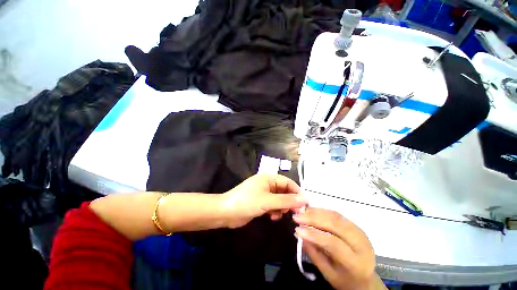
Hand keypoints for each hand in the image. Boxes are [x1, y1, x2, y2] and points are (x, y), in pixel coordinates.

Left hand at [222, 174, 306, 227]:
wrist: (226, 212)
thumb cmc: (246, 202)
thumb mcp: (267, 201)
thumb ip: (286, 200)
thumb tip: (304, 199)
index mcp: (268, 178)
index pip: (287, 182)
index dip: (296, 191)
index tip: (304, 204)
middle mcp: (267, 184)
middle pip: (284, 191)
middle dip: (289, 201)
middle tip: (292, 212)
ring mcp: (263, 193)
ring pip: (279, 199)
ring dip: (281, 207)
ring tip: (278, 214)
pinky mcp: (260, 202)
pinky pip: (273, 205)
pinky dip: (275, 210)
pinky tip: (272, 217)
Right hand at [293, 208, 382, 289]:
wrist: (365, 278)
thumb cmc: (345, 280)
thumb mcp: (328, 273)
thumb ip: (314, 253)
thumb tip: (299, 233)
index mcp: (357, 262)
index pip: (334, 244)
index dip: (314, 235)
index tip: (297, 229)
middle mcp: (362, 244)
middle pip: (336, 225)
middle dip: (314, 218)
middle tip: (297, 216)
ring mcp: (360, 232)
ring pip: (336, 216)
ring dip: (317, 212)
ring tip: (302, 212)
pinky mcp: (356, 225)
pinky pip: (337, 215)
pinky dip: (322, 211)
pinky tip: (311, 211)